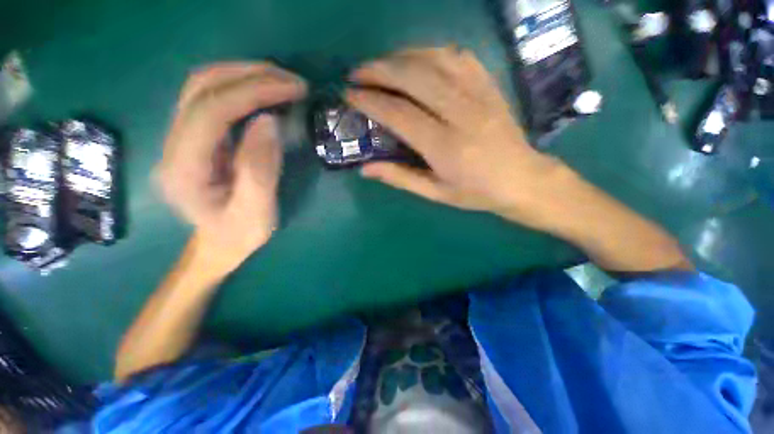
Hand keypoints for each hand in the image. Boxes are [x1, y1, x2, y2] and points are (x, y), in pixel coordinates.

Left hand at [158, 62, 306, 271]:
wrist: (217, 244)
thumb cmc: (238, 235)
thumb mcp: (256, 212)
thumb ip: (260, 170)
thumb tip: (270, 122)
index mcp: (183, 168)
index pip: (211, 110)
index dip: (253, 92)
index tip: (292, 90)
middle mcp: (173, 144)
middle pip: (201, 87)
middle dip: (250, 75)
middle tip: (292, 81)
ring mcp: (180, 137)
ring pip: (203, 86)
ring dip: (245, 75)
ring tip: (283, 81)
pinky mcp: (195, 137)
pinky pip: (212, 98)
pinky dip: (241, 87)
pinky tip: (266, 93)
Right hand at [346, 47, 568, 227]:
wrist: (522, 179)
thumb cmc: (476, 192)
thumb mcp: (436, 193)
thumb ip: (400, 178)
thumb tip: (365, 168)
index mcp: (445, 148)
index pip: (400, 114)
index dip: (370, 101)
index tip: (349, 95)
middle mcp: (461, 114)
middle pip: (414, 77)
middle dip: (379, 70)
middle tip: (357, 74)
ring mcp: (479, 95)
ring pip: (434, 59)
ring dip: (401, 56)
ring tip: (381, 65)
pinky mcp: (489, 85)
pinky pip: (458, 56)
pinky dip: (430, 52)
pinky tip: (416, 59)